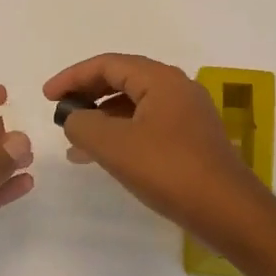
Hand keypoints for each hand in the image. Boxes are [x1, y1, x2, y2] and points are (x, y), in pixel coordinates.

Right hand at [44, 54, 270, 246]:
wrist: (228, 211)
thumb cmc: (169, 170)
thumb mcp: (114, 145)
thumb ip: (83, 125)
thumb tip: (74, 119)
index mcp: (161, 80)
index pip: (108, 64)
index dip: (73, 77)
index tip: (47, 96)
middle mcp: (177, 89)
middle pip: (122, 80)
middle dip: (87, 94)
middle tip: (60, 112)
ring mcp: (187, 115)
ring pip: (134, 106)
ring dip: (101, 118)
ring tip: (74, 140)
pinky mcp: (190, 141)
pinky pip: (146, 126)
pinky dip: (120, 134)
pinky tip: (103, 157)